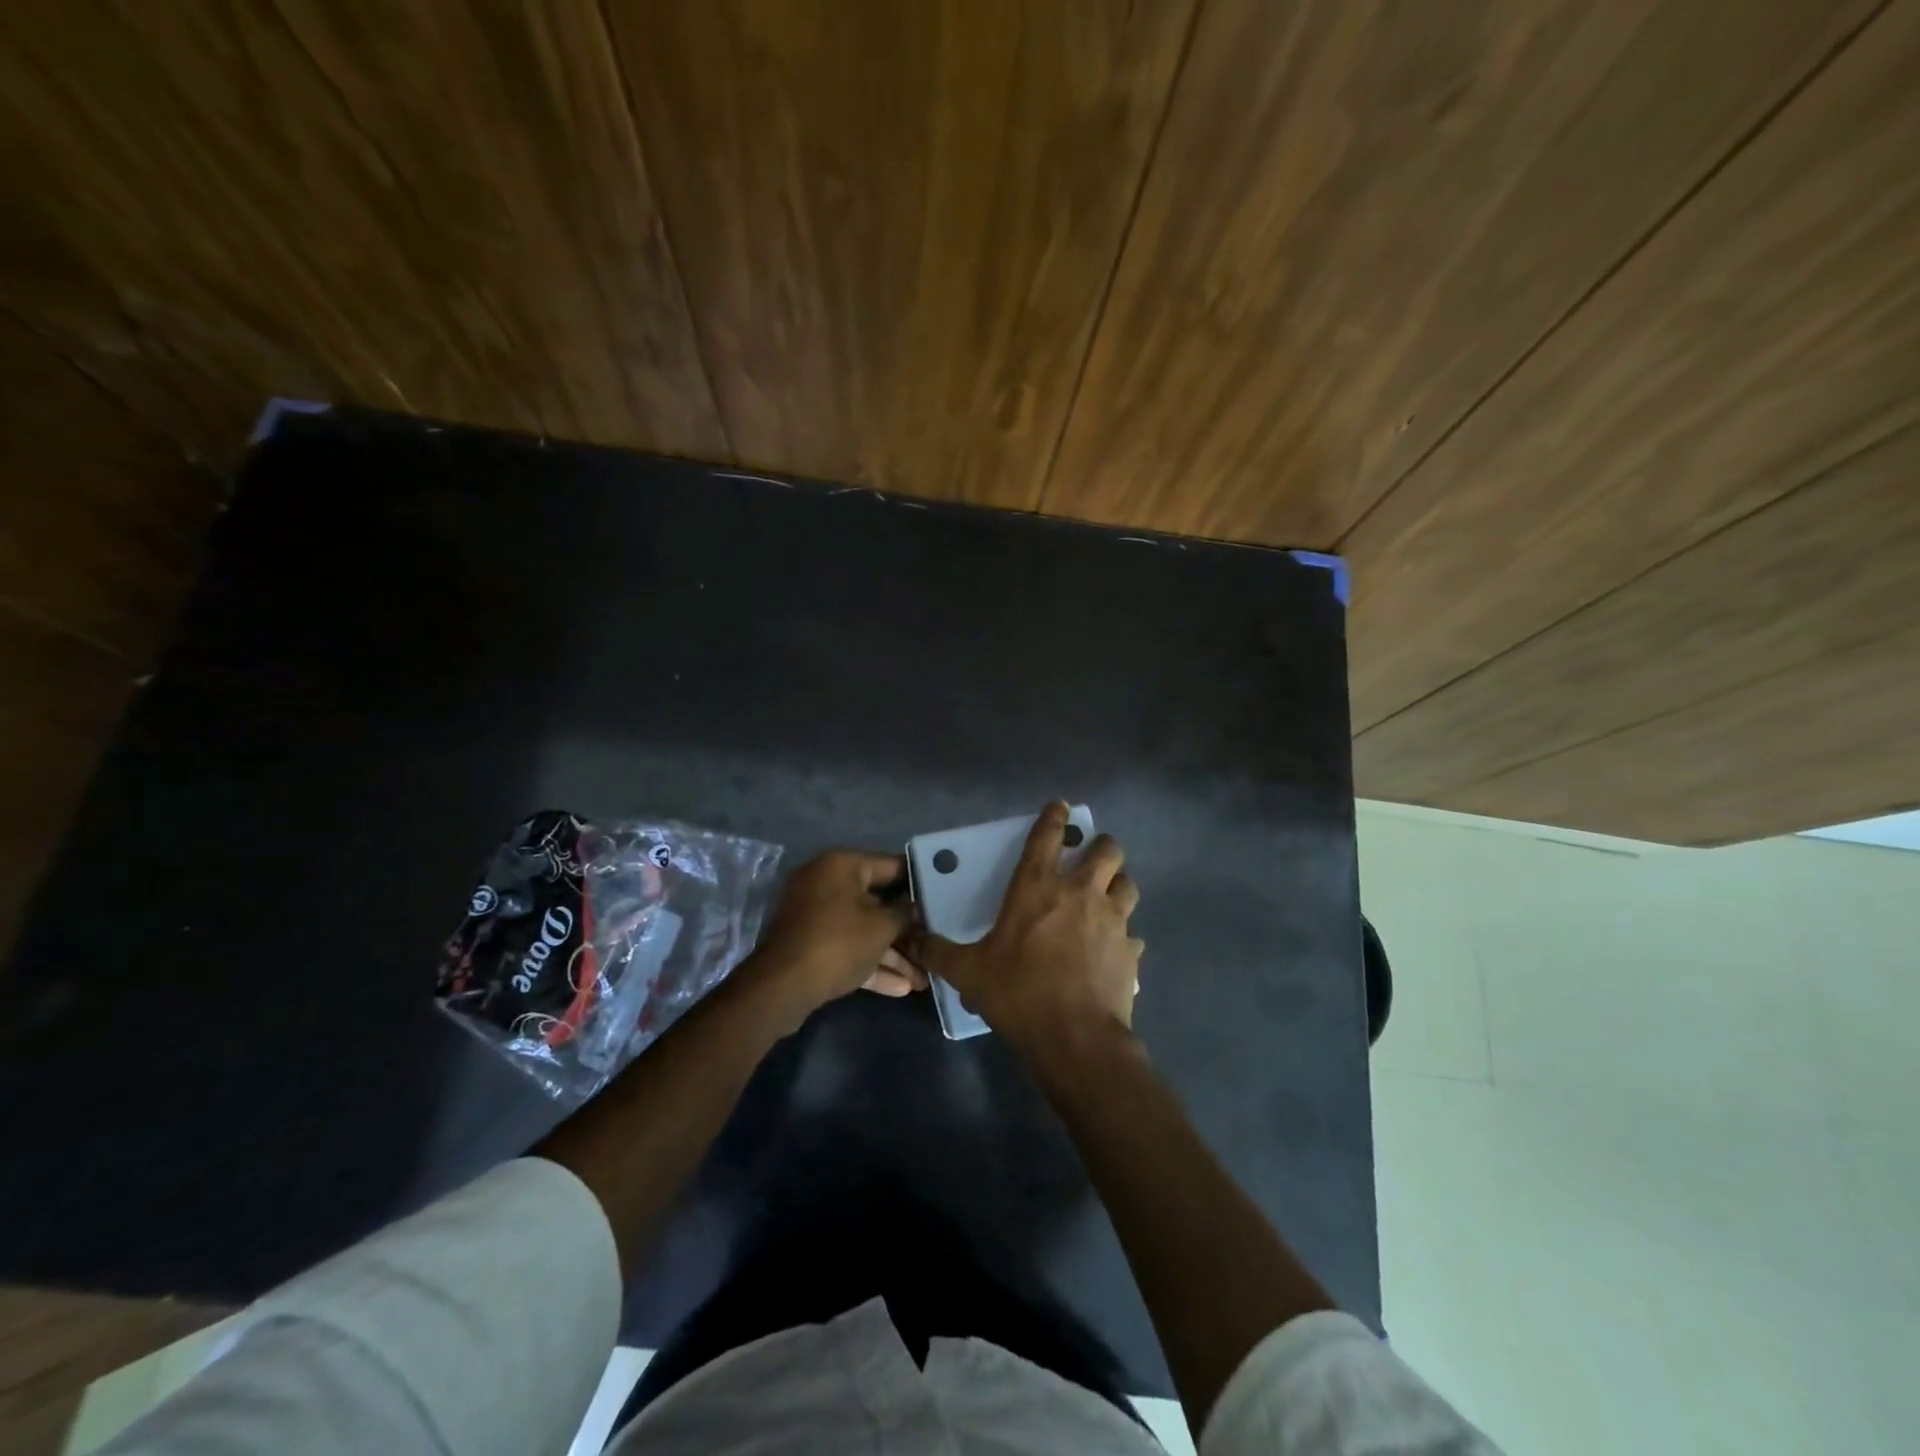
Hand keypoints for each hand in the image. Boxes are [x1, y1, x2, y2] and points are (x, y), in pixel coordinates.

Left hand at [751, 850, 924, 1019]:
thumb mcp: (882, 927)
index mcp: (841, 865)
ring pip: (862, 928)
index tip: (942, 896)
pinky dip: (869, 961)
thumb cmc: (838, 943)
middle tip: (933, 942)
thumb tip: (915, 907)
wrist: (782, 987)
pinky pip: (846, 945)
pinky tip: (901, 987)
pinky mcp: (809, 942)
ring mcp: (814, 914)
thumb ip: (905, 913)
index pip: (891, 865)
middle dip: (905, 929)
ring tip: (923, 977)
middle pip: (877, 901)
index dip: (919, 882)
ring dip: (891, 952)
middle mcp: (825, 881)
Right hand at [911, 802, 1142, 1047]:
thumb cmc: (1018, 993)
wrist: (1074, 1036)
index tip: (1060, 806)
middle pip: (1106, 850)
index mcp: (1038, 888)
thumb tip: (908, 938)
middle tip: (1090, 856)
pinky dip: (1125, 934)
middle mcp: (1080, 893)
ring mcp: (1112, 919)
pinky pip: (1133, 932)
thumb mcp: (968, 972)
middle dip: (1101, 846)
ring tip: (1107, 895)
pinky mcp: (1130, 949)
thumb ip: (938, 952)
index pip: (1048, 835)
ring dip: (1118, 884)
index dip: (1055, 816)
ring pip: (1127, 884)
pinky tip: (1114, 948)